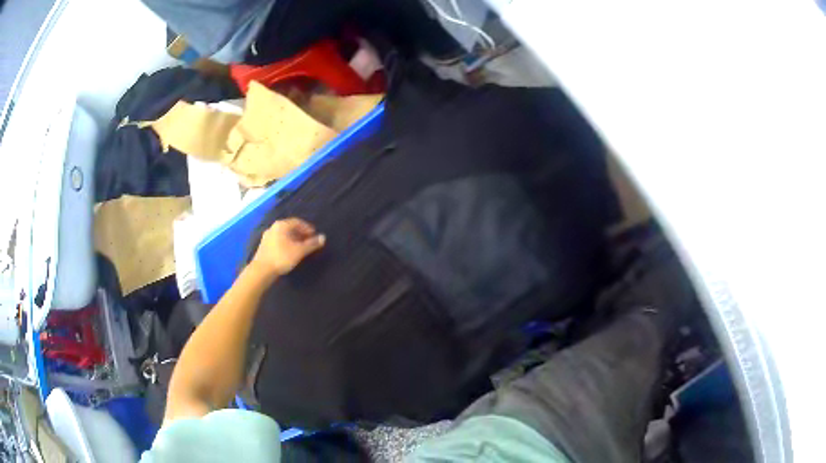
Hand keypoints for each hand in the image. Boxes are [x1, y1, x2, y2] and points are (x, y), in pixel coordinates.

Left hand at [252, 218, 324, 276]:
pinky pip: (278, 240)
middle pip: (290, 227)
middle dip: (301, 234)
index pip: (298, 222)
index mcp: (282, 225)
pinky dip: (286, 243)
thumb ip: (311, 244)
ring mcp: (267, 236)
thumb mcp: (299, 251)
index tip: (314, 235)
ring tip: (300, 248)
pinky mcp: (264, 245)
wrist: (262, 270)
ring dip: (293, 239)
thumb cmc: (282, 257)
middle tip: (309, 242)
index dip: (307, 228)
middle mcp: (273, 227)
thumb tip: (323, 237)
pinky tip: (289, 252)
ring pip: (284, 235)